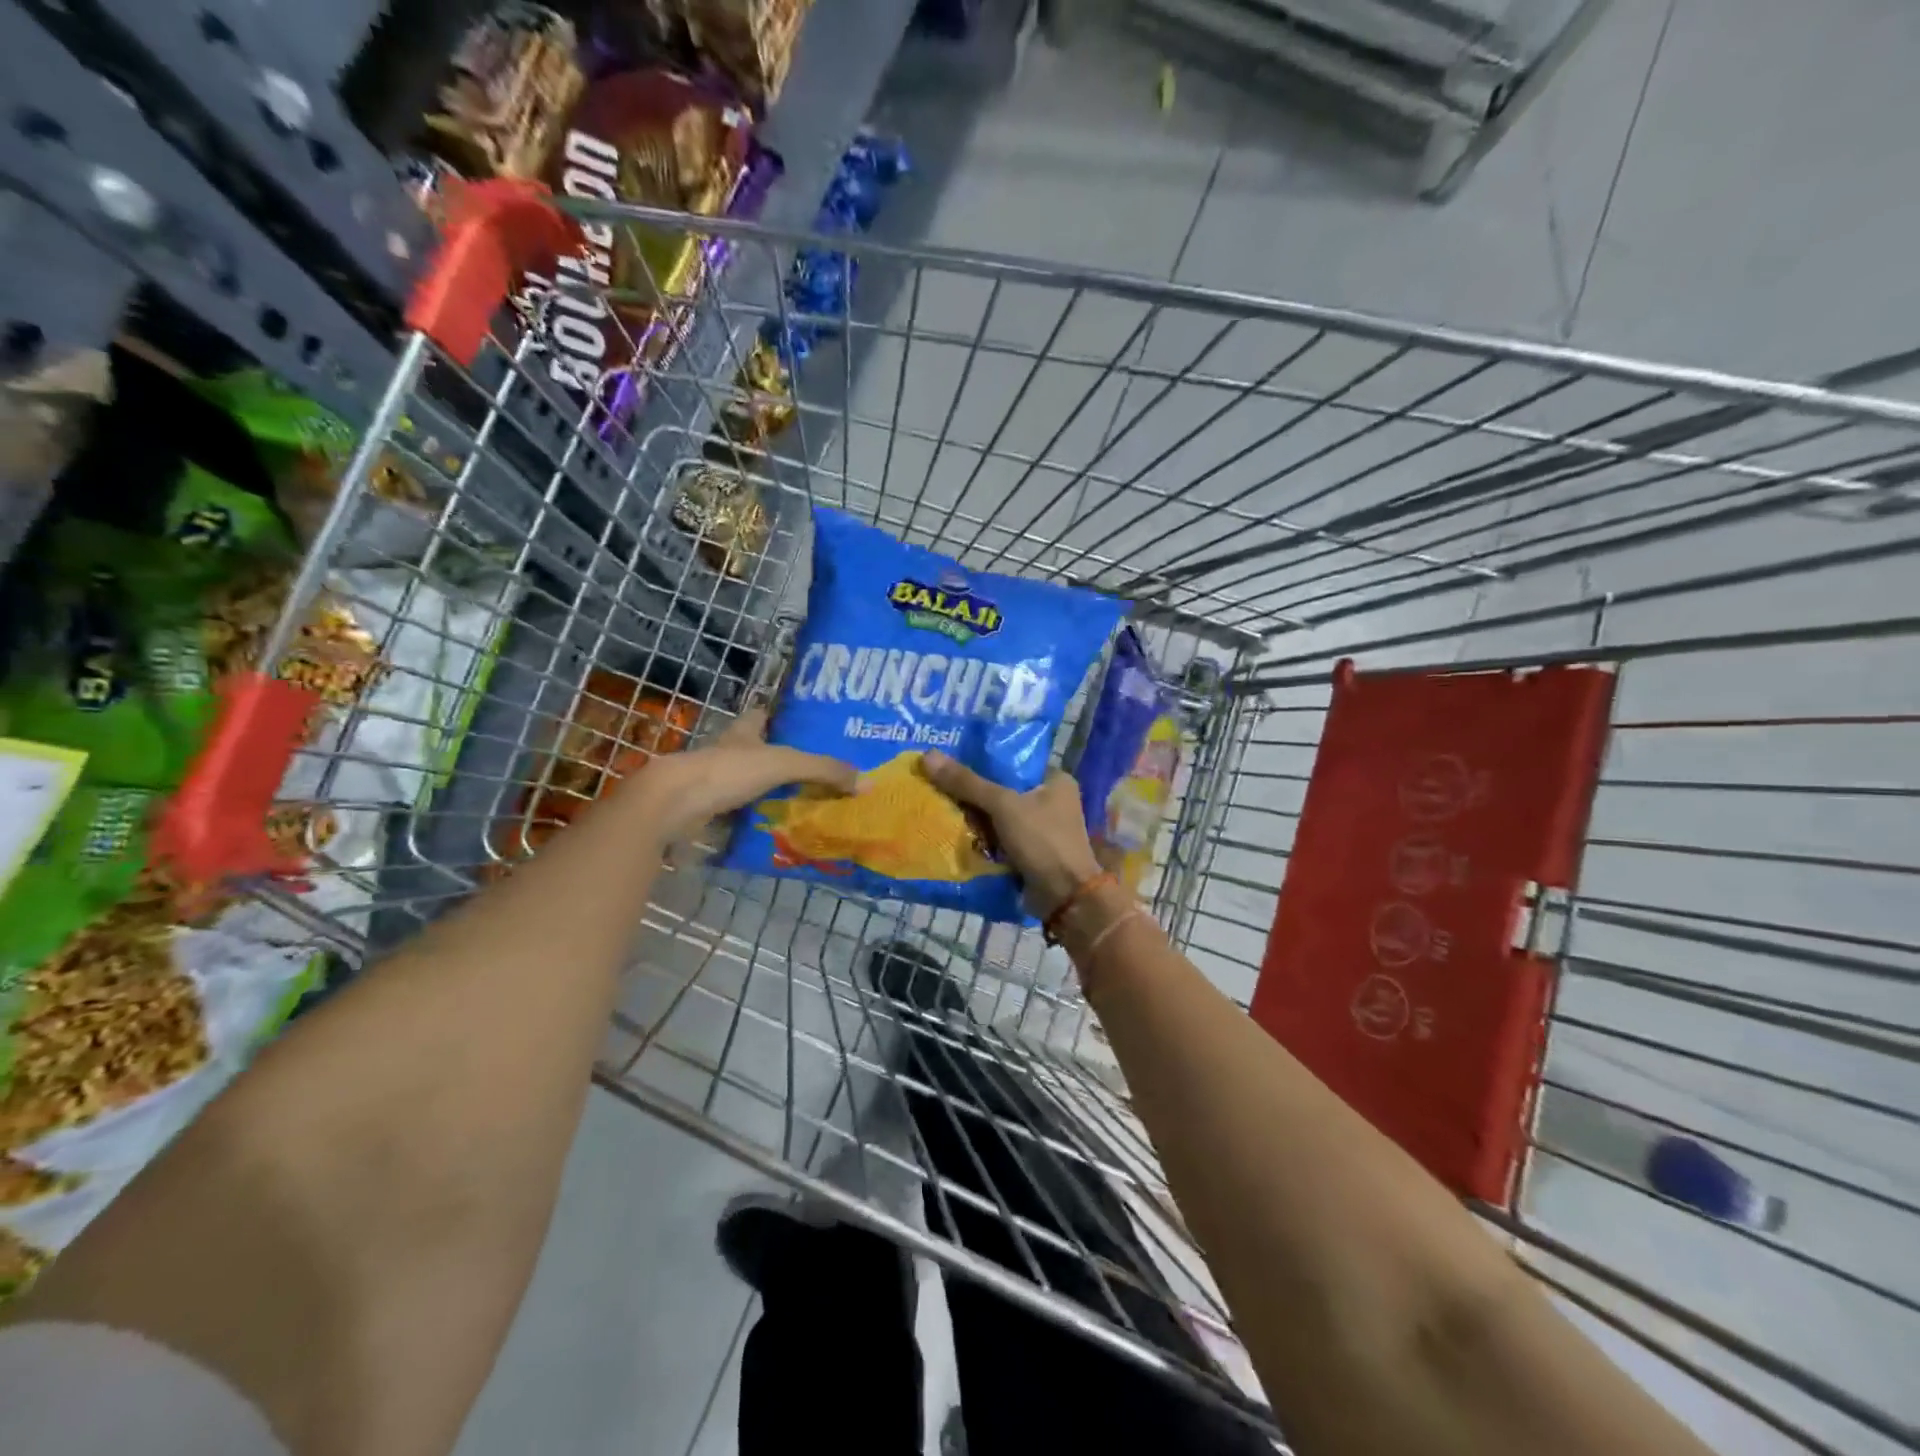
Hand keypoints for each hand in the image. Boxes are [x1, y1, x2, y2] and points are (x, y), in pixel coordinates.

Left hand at [633, 706, 856, 842]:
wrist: (673, 804)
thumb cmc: (727, 772)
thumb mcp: (784, 765)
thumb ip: (824, 771)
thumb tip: (867, 782)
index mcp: (743, 733)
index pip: (760, 716)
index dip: (776, 716)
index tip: (798, 723)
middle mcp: (727, 752)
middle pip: (753, 750)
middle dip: (775, 758)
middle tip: (810, 771)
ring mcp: (712, 782)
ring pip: (744, 783)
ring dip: (764, 792)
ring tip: (799, 804)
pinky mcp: (704, 810)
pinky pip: (735, 814)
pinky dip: (751, 820)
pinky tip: (771, 830)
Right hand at [921, 752, 1103, 916]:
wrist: (1064, 897)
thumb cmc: (1042, 841)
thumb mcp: (1003, 805)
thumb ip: (967, 782)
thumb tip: (928, 756)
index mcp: (1055, 779)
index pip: (1013, 761)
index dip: (982, 760)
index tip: (950, 759)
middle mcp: (1051, 800)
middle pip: (1003, 788)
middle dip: (973, 791)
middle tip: (938, 783)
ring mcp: (1042, 828)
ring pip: (999, 815)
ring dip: (974, 816)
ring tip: (938, 804)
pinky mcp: (1031, 851)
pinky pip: (1000, 837)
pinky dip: (982, 837)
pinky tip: (954, 831)